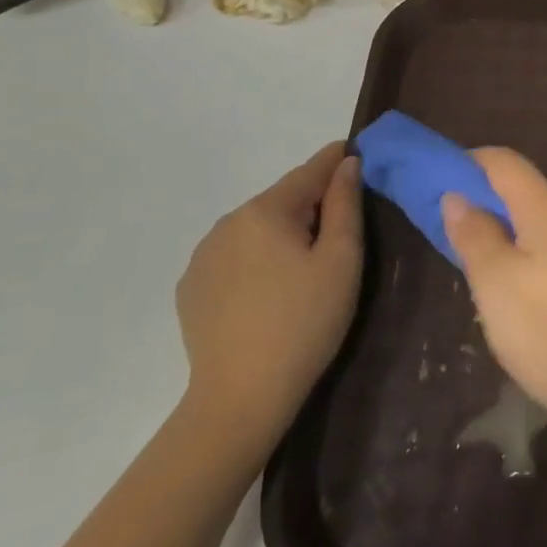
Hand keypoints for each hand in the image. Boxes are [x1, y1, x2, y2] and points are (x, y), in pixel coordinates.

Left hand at [176, 142, 361, 467]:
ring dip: (283, 232)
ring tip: (306, 263)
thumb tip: (346, 164)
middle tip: (342, 226)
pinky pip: (234, 256)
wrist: (240, 397)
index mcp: (265, 211)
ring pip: (256, 229)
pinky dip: (257, 258)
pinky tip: (271, 289)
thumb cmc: (305, 322)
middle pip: (281, 200)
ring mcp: (202, 257)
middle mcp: (227, 223)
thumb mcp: (341, 260)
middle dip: (311, 204)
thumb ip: (345, 204)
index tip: (355, 150)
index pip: (309, 171)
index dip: (336, 159)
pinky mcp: (191, 288)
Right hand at [442, 148, 546, 437]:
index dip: (470, 163)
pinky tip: (537, 302)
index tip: (440, 180)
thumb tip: (458, 195)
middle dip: (492, 209)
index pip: (505, 162)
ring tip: (493, 282)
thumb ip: (475, 236)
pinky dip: (544, 261)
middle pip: (529, 195)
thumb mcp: (497, 287)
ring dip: (518, 240)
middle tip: (459, 244)